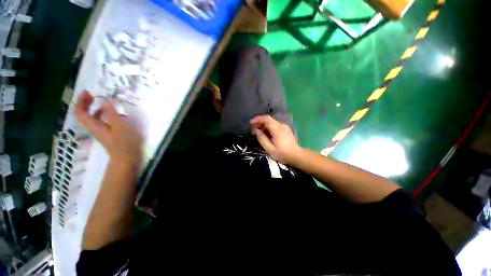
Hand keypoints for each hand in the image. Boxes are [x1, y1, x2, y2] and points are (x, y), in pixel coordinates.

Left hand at [75, 90, 142, 164]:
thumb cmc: (125, 142)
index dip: (81, 101)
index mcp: (94, 126)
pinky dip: (102, 114)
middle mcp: (94, 128)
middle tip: (93, 94)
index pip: (80, 112)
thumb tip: (104, 100)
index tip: (88, 92)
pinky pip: (99, 121)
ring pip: (90, 118)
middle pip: (82, 114)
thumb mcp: (120, 126)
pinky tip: (112, 113)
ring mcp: (100, 131)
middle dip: (85, 103)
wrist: (127, 158)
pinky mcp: (107, 134)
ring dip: (93, 108)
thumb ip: (112, 113)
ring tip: (102, 101)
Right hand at [250, 115, 303, 164]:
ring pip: (272, 122)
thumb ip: (261, 138)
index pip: (266, 118)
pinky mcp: (286, 129)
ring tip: (258, 131)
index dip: (257, 119)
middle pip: (269, 119)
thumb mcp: (269, 148)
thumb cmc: (282, 154)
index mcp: (277, 129)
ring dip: (264, 125)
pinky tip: (266, 133)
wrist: (297, 156)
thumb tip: (256, 130)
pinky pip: (275, 125)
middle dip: (259, 122)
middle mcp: (281, 125)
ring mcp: (285, 127)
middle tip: (253, 128)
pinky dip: (269, 127)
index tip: (250, 123)